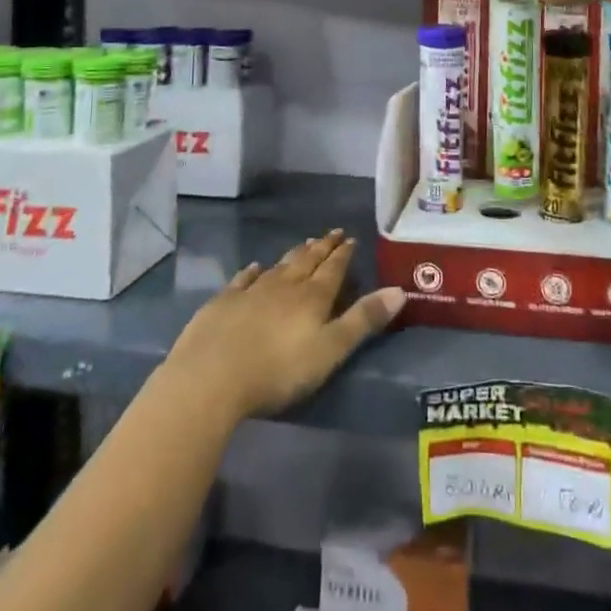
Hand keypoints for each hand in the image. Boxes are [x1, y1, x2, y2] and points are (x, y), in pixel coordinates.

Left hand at [164, 231, 405, 420]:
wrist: (211, 377)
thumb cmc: (278, 370)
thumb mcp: (330, 350)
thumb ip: (363, 320)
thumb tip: (399, 290)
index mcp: (312, 297)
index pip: (333, 269)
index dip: (343, 254)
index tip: (351, 238)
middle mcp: (283, 286)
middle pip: (307, 261)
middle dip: (322, 247)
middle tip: (333, 233)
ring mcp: (250, 292)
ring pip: (278, 266)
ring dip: (294, 254)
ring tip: (304, 244)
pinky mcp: (222, 303)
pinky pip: (243, 280)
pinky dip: (253, 271)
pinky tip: (255, 267)